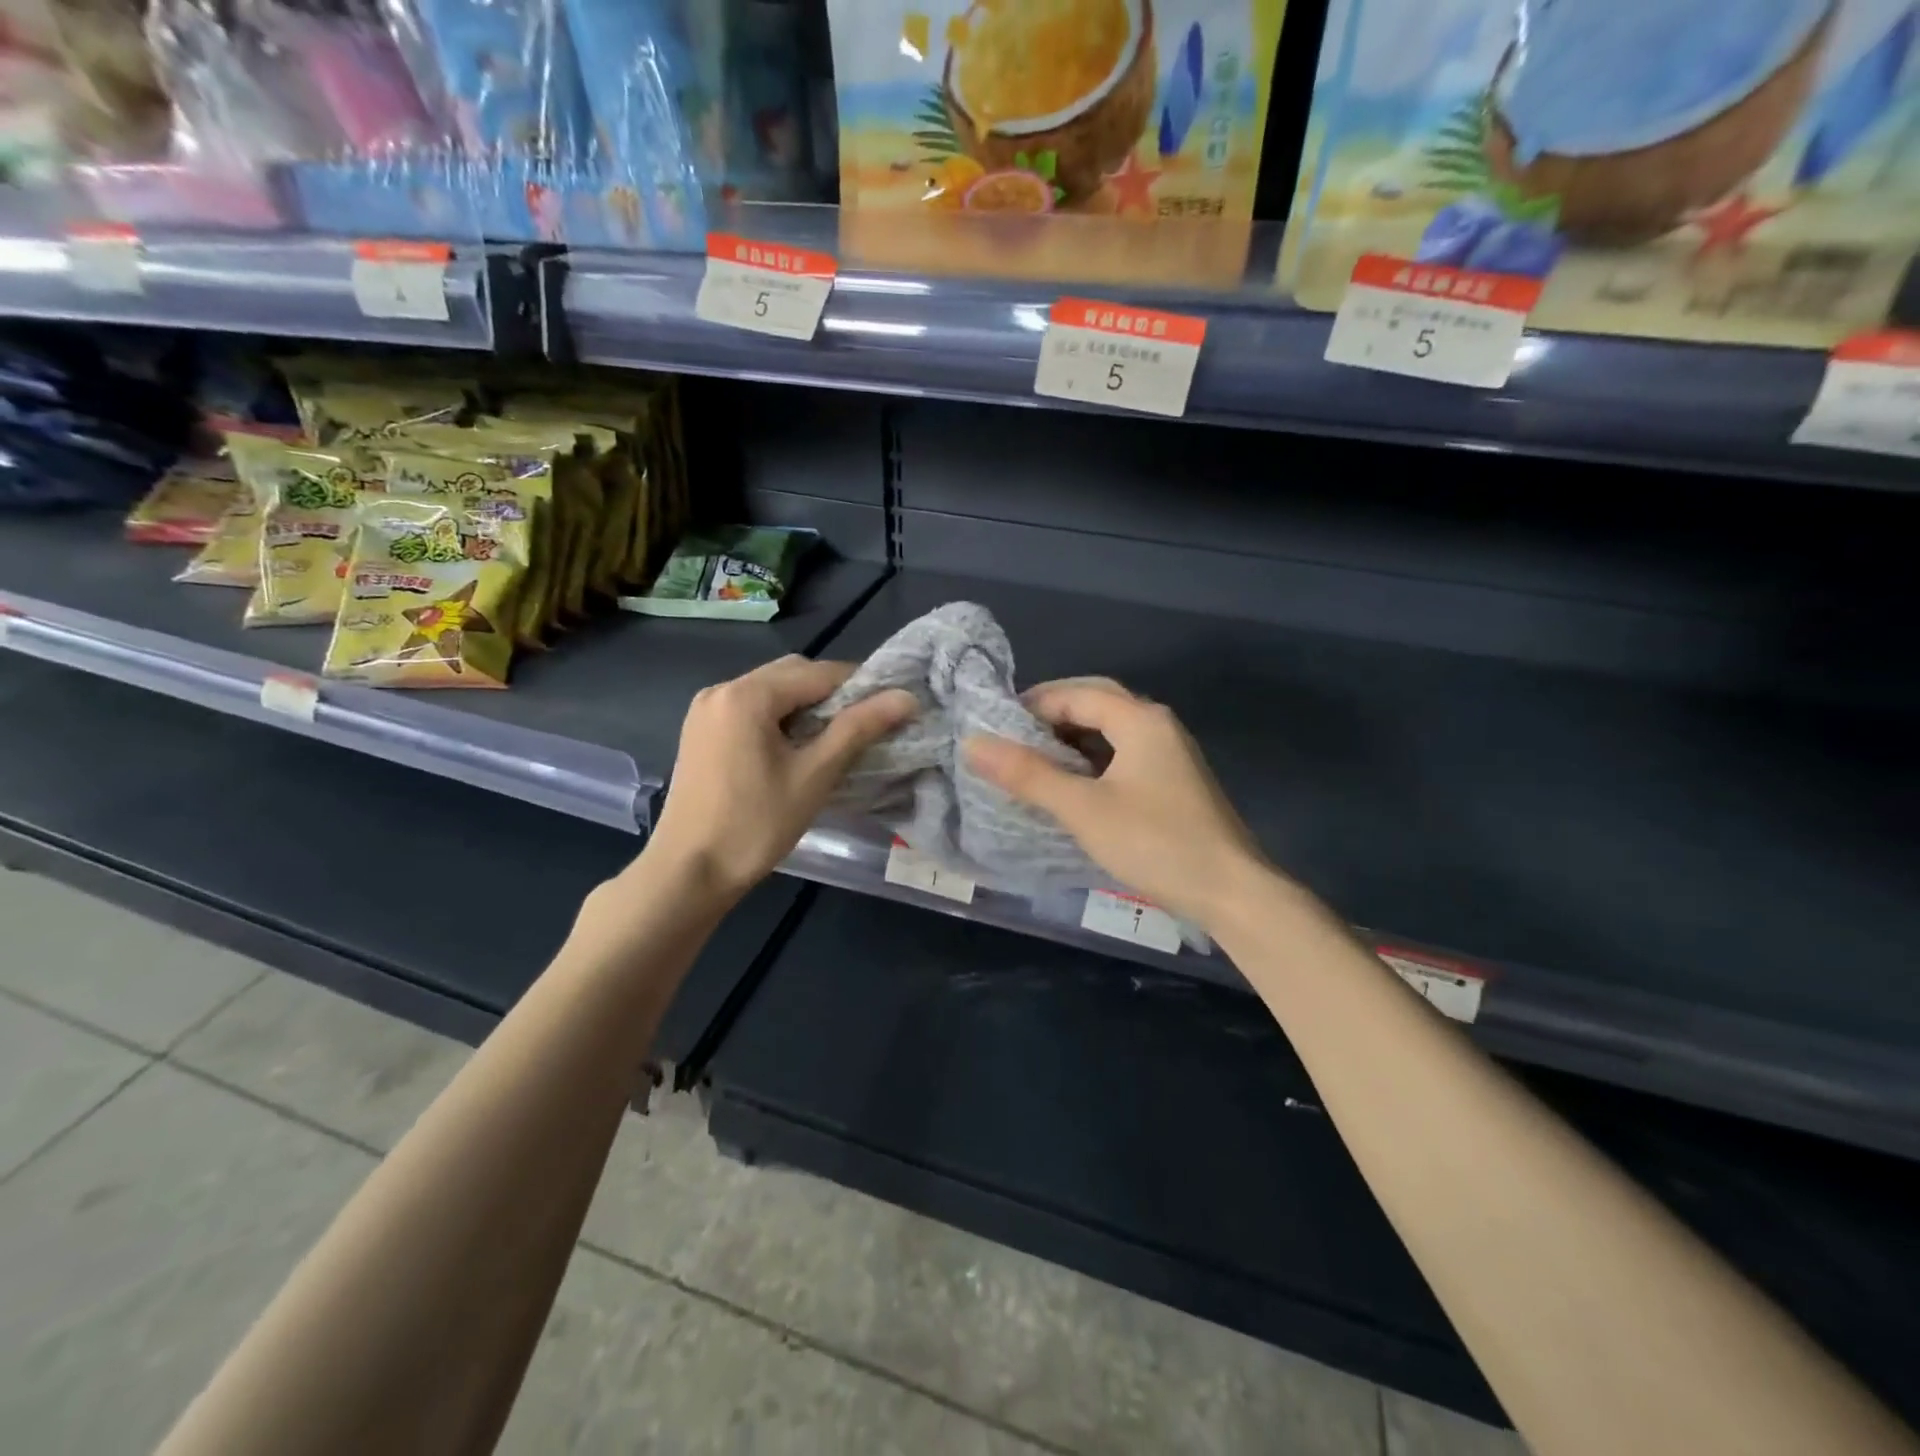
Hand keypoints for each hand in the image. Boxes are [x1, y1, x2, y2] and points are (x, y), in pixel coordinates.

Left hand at [645, 655, 916, 903]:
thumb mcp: (814, 775)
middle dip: (832, 694)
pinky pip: (750, 709)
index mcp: (747, 695)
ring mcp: (706, 710)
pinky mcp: (700, 732)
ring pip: (770, 691)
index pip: (819, 673)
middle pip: (791, 675)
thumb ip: (859, 729)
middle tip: (864, 727)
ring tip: (834, 740)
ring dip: (806, 706)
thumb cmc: (755, 825)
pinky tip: (796, 748)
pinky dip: (779, 717)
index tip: (890, 711)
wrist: (688, 873)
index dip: (860, 687)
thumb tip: (906, 697)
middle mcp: (721, 689)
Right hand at [965, 677, 1269, 930]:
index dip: (1033, 704)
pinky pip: (1122, 755)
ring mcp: (1169, 754)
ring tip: (1031, 760)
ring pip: (1110, 731)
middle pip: (1096, 704)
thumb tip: (973, 743)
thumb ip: (1028, 775)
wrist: (1231, 891)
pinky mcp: (1173, 782)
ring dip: (1071, 739)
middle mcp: (1158, 726)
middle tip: (1011, 737)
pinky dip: (1091, 761)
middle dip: (1051, 715)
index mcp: (1140, 719)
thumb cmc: (1155, 843)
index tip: (994, 725)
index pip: (1076, 693)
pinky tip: (1070, 784)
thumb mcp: (1083, 808)